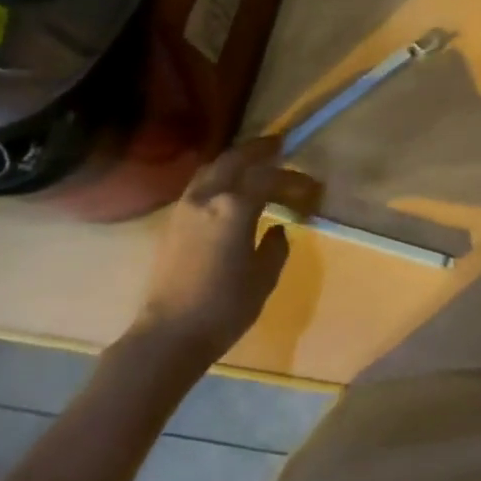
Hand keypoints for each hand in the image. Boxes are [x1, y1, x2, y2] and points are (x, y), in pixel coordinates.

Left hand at [129, 137, 320, 361]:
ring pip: (213, 168)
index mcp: (235, 206)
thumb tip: (277, 228)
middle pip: (235, 159)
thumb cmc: (224, 307)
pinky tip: (229, 188)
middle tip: (279, 144)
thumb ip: (276, 246)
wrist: (168, 336)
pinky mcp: (173, 222)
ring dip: (235, 160)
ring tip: (254, 162)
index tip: (312, 189)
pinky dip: (219, 175)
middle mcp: (209, 197)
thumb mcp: (264, 277)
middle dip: (259, 149)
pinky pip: (200, 184)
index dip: (294, 179)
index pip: (269, 178)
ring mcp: (186, 207)